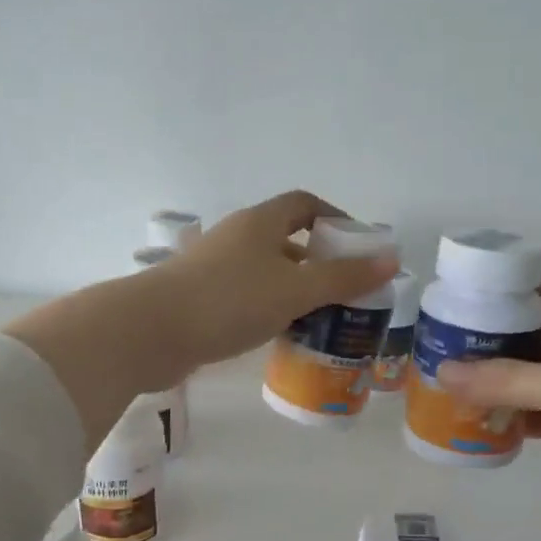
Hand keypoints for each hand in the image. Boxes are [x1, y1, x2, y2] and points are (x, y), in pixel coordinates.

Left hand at [138, 190, 398, 383]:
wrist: (150, 332)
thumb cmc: (228, 301)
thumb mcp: (294, 290)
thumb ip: (342, 277)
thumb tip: (390, 260)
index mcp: (259, 222)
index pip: (304, 204)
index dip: (335, 219)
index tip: (359, 247)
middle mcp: (236, 238)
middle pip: (286, 240)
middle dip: (319, 262)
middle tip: (346, 292)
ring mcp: (214, 269)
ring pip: (266, 273)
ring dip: (294, 291)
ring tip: (322, 320)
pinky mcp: (200, 299)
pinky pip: (246, 298)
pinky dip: (269, 310)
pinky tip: (281, 336)